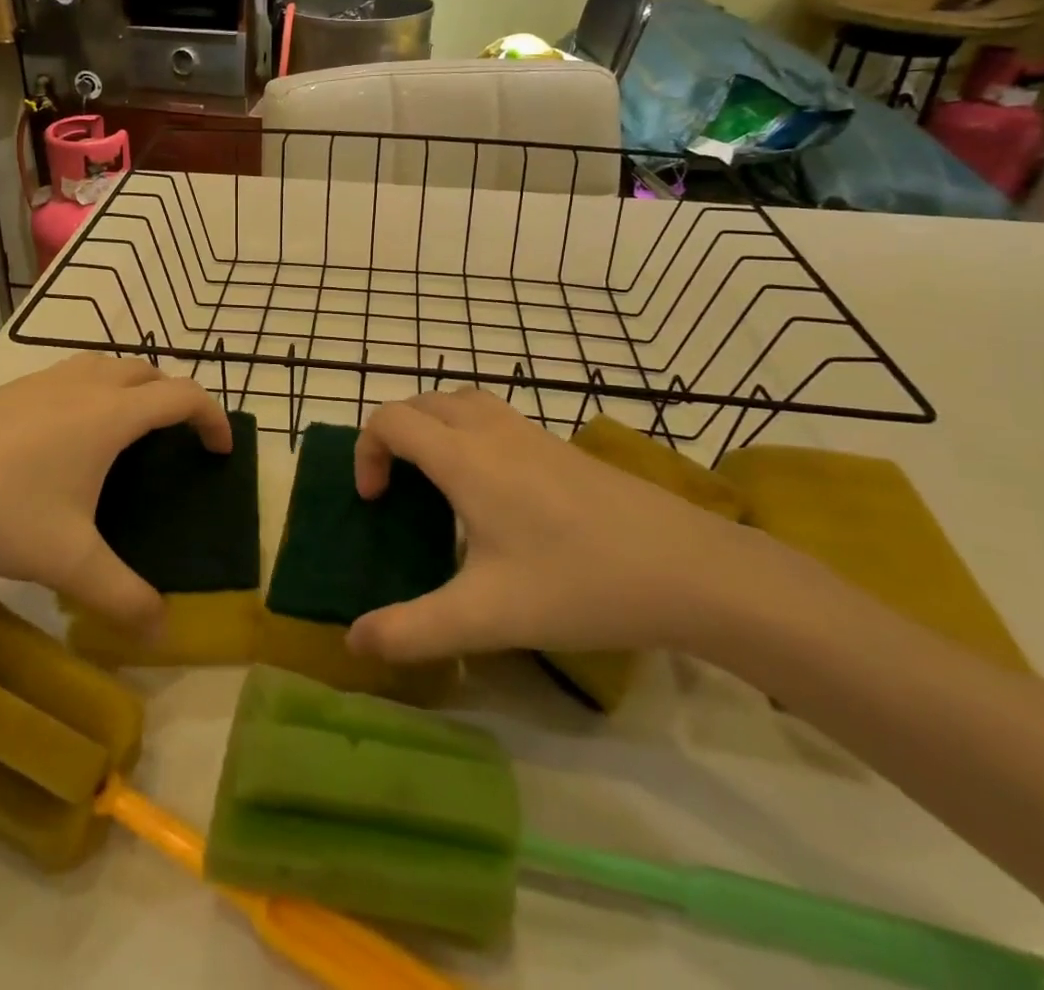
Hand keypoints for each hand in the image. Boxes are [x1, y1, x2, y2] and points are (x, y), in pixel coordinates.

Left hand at [0, 354, 230, 630]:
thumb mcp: (67, 560)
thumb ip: (121, 595)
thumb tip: (163, 629)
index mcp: (111, 415)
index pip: (183, 396)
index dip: (212, 418)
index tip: (221, 450)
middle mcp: (85, 385)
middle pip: (149, 371)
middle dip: (175, 398)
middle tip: (177, 441)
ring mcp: (44, 380)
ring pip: (108, 365)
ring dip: (134, 387)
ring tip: (130, 431)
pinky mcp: (11, 388)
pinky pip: (74, 375)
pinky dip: (96, 390)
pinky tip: (69, 435)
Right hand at [346, 390, 759, 661]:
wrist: (688, 568)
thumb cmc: (578, 583)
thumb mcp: (486, 616)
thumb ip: (413, 630)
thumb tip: (355, 641)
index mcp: (464, 458)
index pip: (391, 420)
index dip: (367, 452)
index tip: (375, 502)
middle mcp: (492, 430)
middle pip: (423, 402)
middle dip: (395, 435)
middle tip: (397, 489)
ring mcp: (532, 433)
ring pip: (463, 402)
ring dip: (434, 427)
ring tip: (438, 482)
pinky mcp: (562, 447)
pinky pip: (495, 418)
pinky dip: (469, 434)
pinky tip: (494, 493)